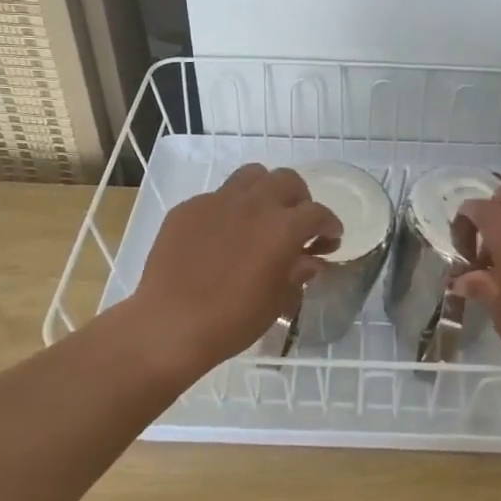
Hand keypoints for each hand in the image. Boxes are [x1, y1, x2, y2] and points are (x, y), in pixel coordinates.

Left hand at [127, 164, 341, 377]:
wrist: (169, 324)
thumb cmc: (232, 321)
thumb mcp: (276, 302)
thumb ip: (297, 273)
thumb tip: (309, 260)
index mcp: (282, 227)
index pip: (317, 213)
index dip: (329, 224)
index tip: (331, 237)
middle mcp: (254, 204)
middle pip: (287, 180)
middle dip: (300, 199)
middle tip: (297, 223)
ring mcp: (217, 201)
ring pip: (252, 175)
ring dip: (265, 190)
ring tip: (262, 215)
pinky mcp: (188, 208)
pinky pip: (217, 196)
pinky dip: (230, 209)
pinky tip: (222, 235)